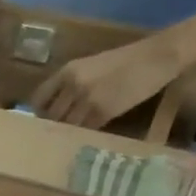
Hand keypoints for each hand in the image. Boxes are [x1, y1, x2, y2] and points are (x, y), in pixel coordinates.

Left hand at [29, 38, 181, 128]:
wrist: (157, 57)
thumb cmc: (125, 60)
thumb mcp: (91, 66)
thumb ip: (71, 82)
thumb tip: (57, 105)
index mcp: (67, 71)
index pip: (39, 98)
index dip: (39, 112)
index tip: (43, 119)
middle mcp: (73, 85)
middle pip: (51, 115)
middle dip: (52, 126)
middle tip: (57, 133)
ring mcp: (87, 99)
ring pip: (66, 125)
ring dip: (68, 133)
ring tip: (71, 138)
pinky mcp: (103, 112)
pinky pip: (86, 129)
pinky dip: (84, 134)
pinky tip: (86, 137)